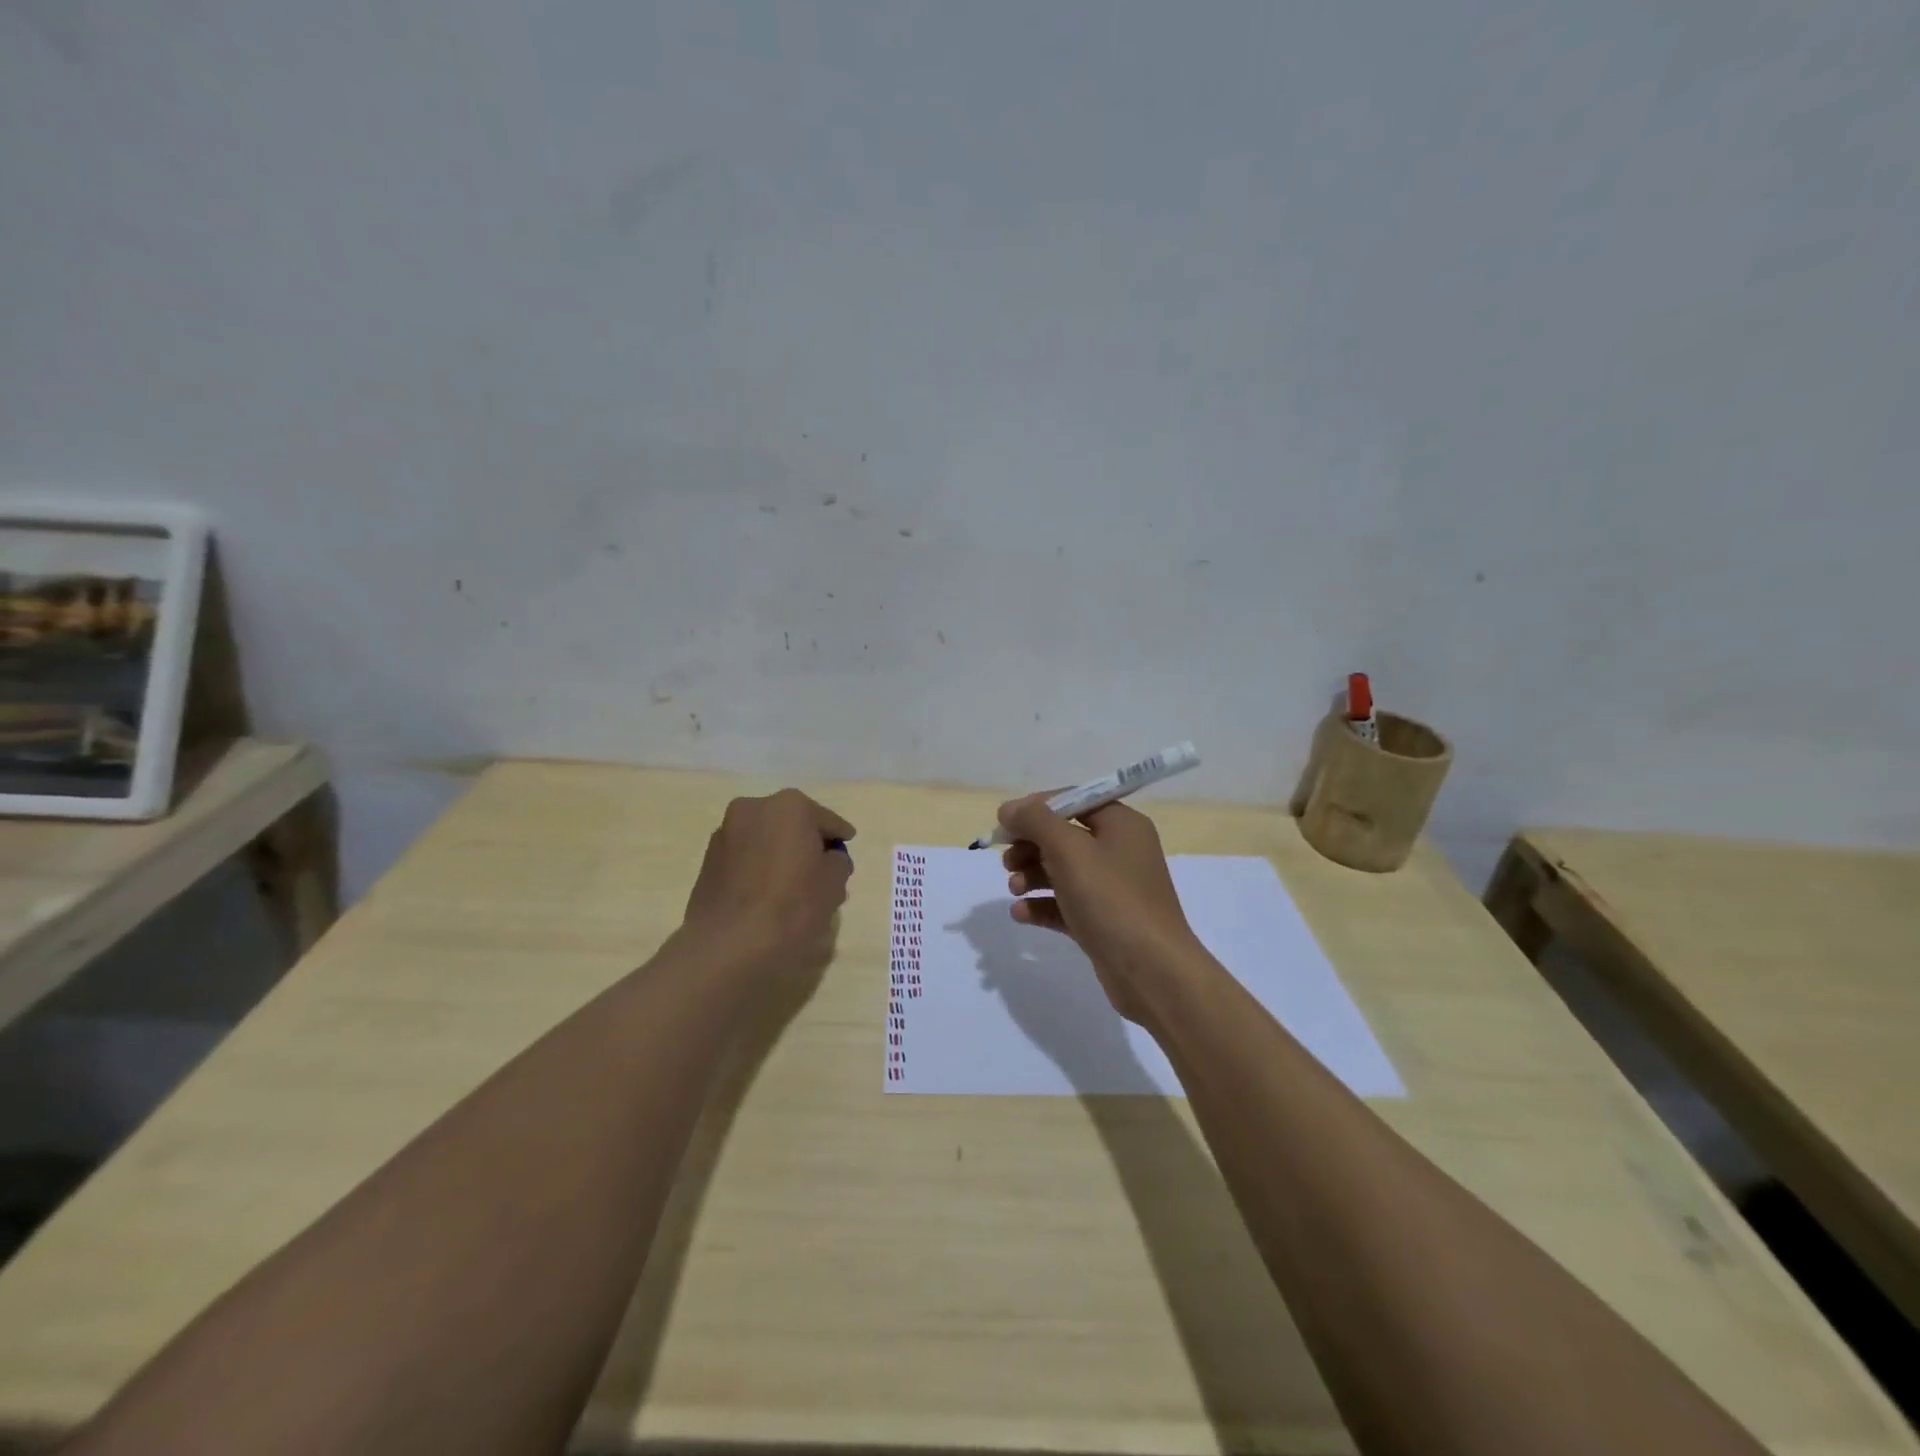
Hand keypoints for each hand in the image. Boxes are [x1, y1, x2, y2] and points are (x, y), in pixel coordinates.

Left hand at [682, 789, 854, 967]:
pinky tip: (767, 896)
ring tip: (792, 887)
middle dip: (806, 844)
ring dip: (780, 855)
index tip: (846, 850)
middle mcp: (754, 809)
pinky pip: (745, 858)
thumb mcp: (834, 883)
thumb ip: (838, 862)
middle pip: (792, 825)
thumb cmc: (791, 906)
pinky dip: (758, 869)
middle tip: (821, 872)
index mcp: (789, 806)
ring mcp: (725, 833)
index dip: (839, 838)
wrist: (728, 945)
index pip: (827, 821)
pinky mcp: (707, 861)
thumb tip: (828, 859)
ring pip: (765, 840)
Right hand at [998, 794, 1202, 1022]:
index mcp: (1121, 824)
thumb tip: (1008, 808)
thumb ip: (1035, 821)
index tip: (1005, 825)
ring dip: (1032, 875)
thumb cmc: (1111, 900)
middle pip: (1064, 836)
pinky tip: (1021, 913)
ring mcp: (1113, 889)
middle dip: (1030, 846)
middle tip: (1006, 861)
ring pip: (1062, 871)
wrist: (1152, 972)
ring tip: (1014, 888)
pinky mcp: (1104, 921)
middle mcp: (1120, 850)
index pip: (1073, 801)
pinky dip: (1042, 904)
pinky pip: (1066, 904)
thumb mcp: (1069, 850)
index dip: (1036, 808)